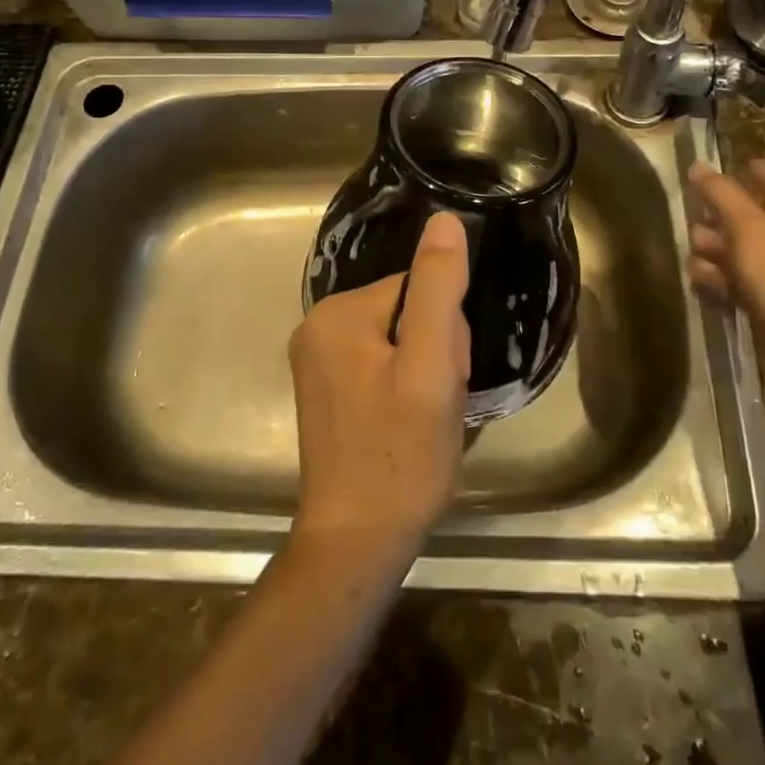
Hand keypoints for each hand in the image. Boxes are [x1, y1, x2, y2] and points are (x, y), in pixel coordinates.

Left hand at [288, 212, 471, 575]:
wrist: (357, 544)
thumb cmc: (400, 456)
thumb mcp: (430, 368)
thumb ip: (438, 290)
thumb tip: (445, 221)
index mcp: (337, 314)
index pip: (418, 290)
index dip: (445, 333)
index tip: (443, 380)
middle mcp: (318, 328)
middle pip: (409, 314)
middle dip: (435, 354)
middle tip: (433, 406)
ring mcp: (319, 362)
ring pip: (402, 342)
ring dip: (426, 374)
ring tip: (422, 421)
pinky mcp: (328, 392)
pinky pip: (384, 366)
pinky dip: (407, 390)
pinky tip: (408, 425)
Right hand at [688, 160, 764, 358]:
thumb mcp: (748, 226)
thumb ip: (721, 194)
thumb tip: (698, 165)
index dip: (753, 172)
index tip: (727, 165)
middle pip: (749, 218)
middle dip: (718, 216)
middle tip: (691, 213)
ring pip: (738, 253)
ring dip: (713, 251)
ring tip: (692, 254)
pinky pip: (735, 284)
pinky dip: (717, 280)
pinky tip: (698, 281)